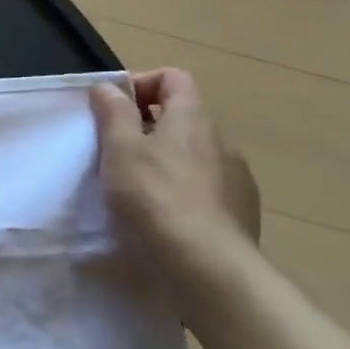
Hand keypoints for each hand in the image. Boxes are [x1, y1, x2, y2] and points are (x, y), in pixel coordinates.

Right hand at [89, 69, 260, 295]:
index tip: (113, 108)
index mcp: (192, 118)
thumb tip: (109, 87)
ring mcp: (236, 180)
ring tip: (135, 186)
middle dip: (147, 125)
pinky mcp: (240, 214)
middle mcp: (220, 142)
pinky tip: (162, 216)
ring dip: (165, 159)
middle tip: (114, 149)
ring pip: (193, 154)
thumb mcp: (120, 149)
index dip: (141, 83)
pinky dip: (182, 190)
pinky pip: (205, 187)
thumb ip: (113, 113)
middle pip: (182, 116)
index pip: (174, 78)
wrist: (209, 270)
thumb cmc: (156, 198)